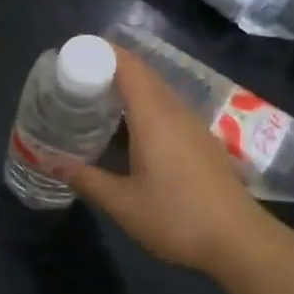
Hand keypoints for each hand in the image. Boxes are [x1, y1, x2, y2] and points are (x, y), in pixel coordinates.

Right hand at [54, 45, 270, 276]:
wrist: (241, 242)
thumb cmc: (178, 218)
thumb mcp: (123, 204)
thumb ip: (86, 180)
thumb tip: (52, 164)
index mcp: (154, 116)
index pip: (127, 66)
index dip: (102, 52)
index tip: (74, 52)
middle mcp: (175, 111)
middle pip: (142, 73)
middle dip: (110, 67)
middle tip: (77, 77)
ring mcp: (194, 125)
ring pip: (158, 91)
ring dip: (129, 86)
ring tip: (98, 98)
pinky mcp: (203, 141)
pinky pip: (169, 108)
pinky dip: (145, 105)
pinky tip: (131, 129)